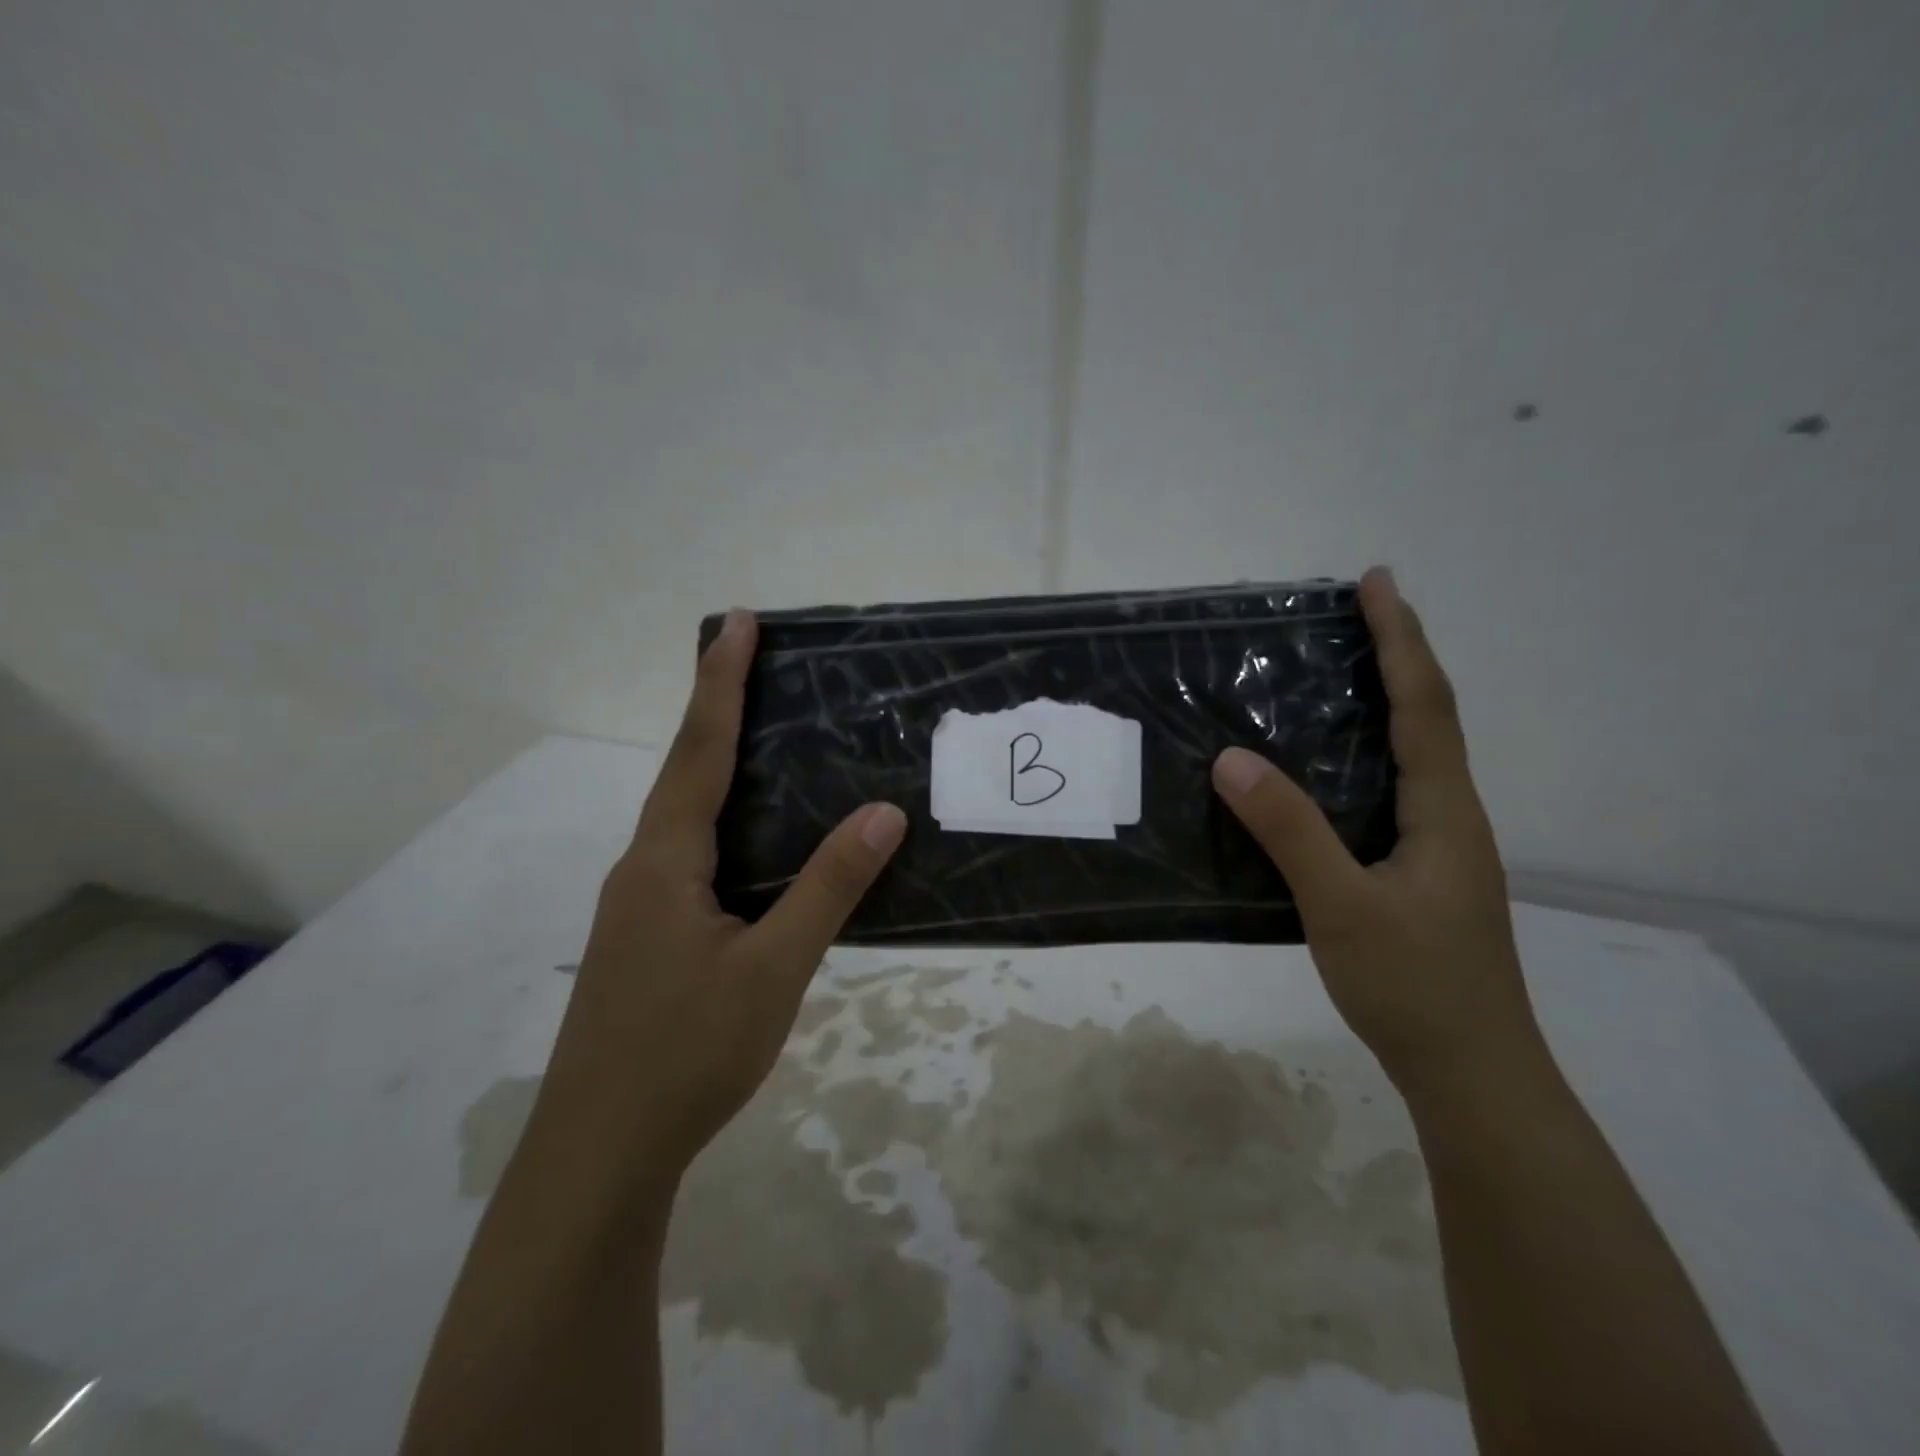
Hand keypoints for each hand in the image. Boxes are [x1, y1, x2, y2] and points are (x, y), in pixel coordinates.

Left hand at [535, 610, 906, 1203]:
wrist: (598, 1154)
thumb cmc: (685, 1054)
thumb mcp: (772, 970)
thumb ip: (826, 889)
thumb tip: (881, 815)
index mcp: (665, 861)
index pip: (699, 751)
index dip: (720, 683)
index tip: (737, 623)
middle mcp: (644, 868)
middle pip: (683, 771)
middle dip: (716, 710)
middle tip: (757, 664)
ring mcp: (640, 906)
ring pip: (684, 816)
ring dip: (716, 766)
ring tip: (763, 736)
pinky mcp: (648, 938)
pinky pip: (689, 855)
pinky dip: (722, 821)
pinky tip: (754, 841)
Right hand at [1211, 568, 1540, 1088]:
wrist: (1471, 1073)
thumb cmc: (1414, 986)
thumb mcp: (1341, 906)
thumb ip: (1288, 830)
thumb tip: (1231, 758)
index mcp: (1444, 811)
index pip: (1425, 705)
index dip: (1401, 640)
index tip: (1376, 582)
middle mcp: (1449, 816)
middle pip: (1428, 718)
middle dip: (1396, 657)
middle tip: (1350, 616)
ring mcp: (1438, 846)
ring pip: (1411, 756)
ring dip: (1383, 703)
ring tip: (1334, 674)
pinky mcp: (1417, 872)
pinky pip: (1389, 790)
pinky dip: (1364, 754)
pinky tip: (1324, 769)